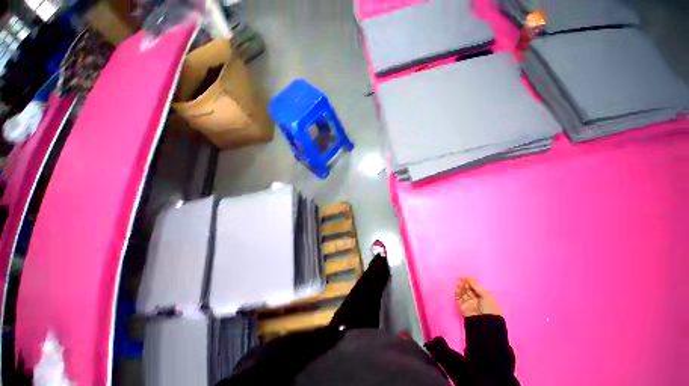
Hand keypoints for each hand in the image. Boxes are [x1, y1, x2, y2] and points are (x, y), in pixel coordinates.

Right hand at [455, 277, 500, 316]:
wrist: (485, 323)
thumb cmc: (489, 307)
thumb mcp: (486, 295)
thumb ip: (476, 286)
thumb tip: (469, 278)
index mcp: (483, 295)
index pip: (475, 286)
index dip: (470, 281)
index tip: (466, 277)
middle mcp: (475, 298)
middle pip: (468, 288)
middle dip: (465, 283)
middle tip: (462, 280)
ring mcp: (468, 302)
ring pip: (462, 292)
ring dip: (460, 287)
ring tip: (459, 284)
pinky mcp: (462, 306)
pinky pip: (458, 298)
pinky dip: (457, 293)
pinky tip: (457, 289)